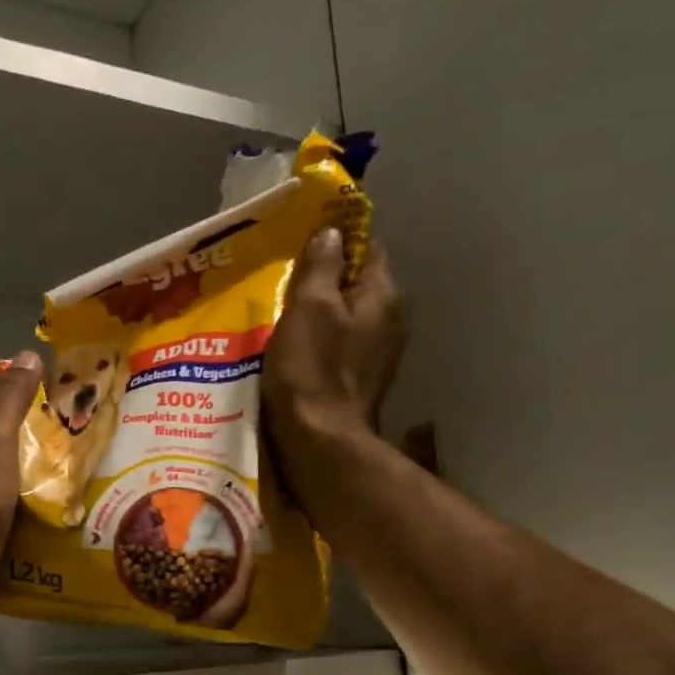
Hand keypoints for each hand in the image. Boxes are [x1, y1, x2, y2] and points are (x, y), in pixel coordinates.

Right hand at [265, 228, 406, 449]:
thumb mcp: (309, 307)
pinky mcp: (361, 380)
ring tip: (284, 311)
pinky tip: (294, 347)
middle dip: (325, 278)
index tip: (304, 239)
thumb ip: (322, 266)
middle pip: (357, 285)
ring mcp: (379, 354)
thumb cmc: (312, 369)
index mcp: (383, 297)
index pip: (368, 249)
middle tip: (286, 277)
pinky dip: (321, 340)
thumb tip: (332, 233)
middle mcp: (390, 322)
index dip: (338, 239)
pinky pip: (341, 345)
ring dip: (320, 312)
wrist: (320, 441)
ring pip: (347, 317)